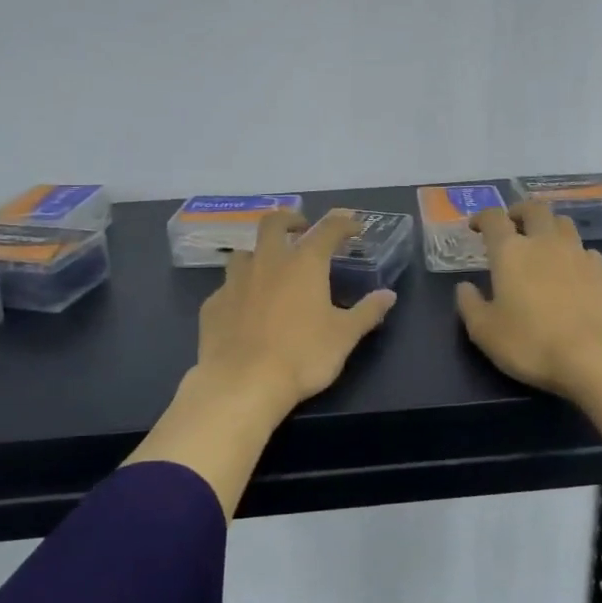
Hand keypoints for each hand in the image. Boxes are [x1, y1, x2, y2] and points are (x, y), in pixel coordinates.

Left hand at [196, 208, 396, 412]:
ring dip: (259, 253)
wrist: (242, 383)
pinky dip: (239, 290)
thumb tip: (388, 295)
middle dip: (289, 219)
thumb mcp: (344, 336)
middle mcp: (267, 262)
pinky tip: (244, 308)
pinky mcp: (212, 305)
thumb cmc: (302, 356)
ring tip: (269, 268)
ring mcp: (235, 281)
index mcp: (304, 263)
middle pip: (273, 223)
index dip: (343, 223)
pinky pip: (226, 288)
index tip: (354, 226)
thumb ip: (367, 312)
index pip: (328, 229)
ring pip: (244, 252)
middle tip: (301, 228)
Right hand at [456, 202, 601, 398]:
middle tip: (512, 224)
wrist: (594, 357)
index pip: (494, 218)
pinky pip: (586, 250)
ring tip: (543, 242)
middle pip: (534, 209)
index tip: (475, 227)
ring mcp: (577, 254)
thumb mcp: (485, 332)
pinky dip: (574, 253)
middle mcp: (544, 243)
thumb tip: (465, 287)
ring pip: (563, 223)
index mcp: (511, 252)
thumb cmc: (531, 343)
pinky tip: (572, 270)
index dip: (482, 218)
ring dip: (549, 226)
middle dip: (519, 211)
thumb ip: (469, 305)